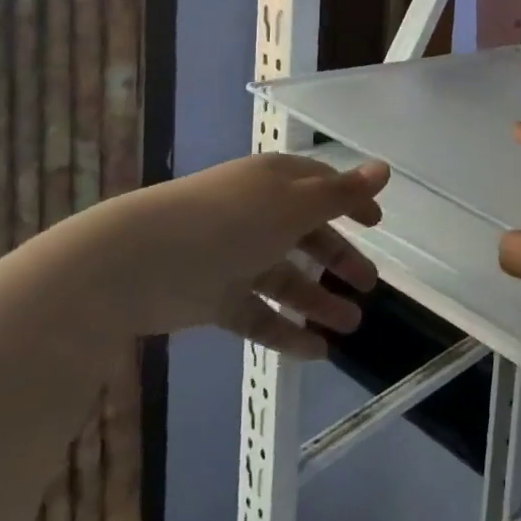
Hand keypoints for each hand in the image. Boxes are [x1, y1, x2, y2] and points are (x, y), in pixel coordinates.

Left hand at [79, 153, 387, 357]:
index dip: (350, 202)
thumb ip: (341, 194)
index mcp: (274, 183)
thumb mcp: (294, 206)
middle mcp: (257, 215)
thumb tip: (384, 169)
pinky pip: (259, 314)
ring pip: (286, 278)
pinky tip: (316, 352)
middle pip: (306, 235)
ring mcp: (234, 257)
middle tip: (369, 284)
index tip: (376, 224)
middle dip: (339, 257)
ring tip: (352, 326)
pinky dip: (286, 331)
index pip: (320, 187)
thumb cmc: (227, 221)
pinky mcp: (215, 297)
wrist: (137, 262)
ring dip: (319, 300)